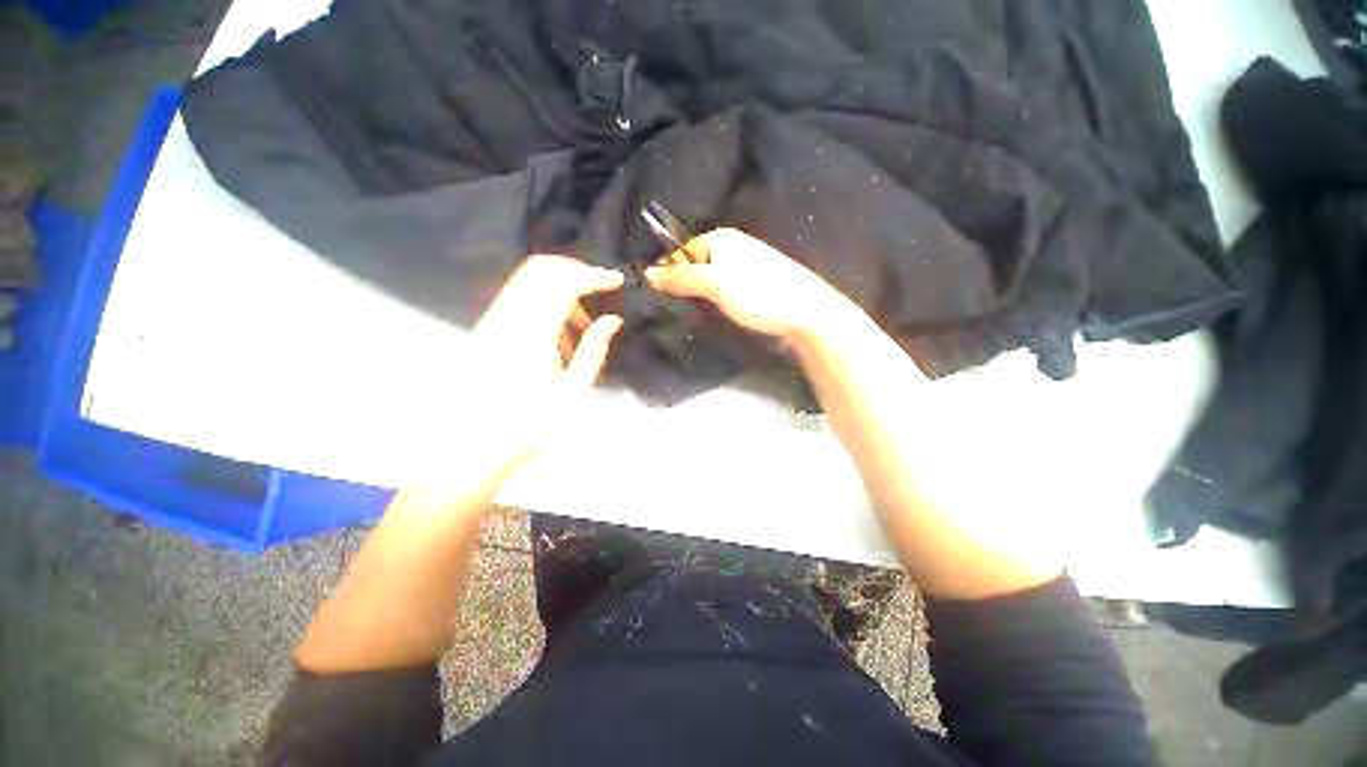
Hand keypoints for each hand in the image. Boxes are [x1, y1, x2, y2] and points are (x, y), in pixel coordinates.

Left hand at [416, 256, 623, 500]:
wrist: (473, 449)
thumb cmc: (530, 426)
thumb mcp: (573, 391)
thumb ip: (594, 349)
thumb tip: (612, 320)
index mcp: (531, 332)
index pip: (564, 283)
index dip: (594, 276)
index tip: (618, 281)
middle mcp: (507, 316)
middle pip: (541, 268)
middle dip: (576, 272)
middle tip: (602, 291)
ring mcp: (493, 321)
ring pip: (529, 281)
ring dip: (562, 290)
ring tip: (583, 329)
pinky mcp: (488, 329)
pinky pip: (521, 299)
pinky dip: (546, 304)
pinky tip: (561, 337)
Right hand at [644, 228, 857, 341]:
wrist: (806, 312)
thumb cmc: (758, 293)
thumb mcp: (714, 284)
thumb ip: (680, 277)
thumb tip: (647, 273)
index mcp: (720, 238)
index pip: (680, 252)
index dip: (667, 274)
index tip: (656, 300)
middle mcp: (731, 248)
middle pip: (694, 267)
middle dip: (682, 288)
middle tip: (672, 311)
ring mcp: (744, 268)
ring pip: (708, 282)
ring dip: (698, 299)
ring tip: (691, 317)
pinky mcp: (753, 288)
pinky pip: (723, 292)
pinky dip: (715, 304)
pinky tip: (713, 317)